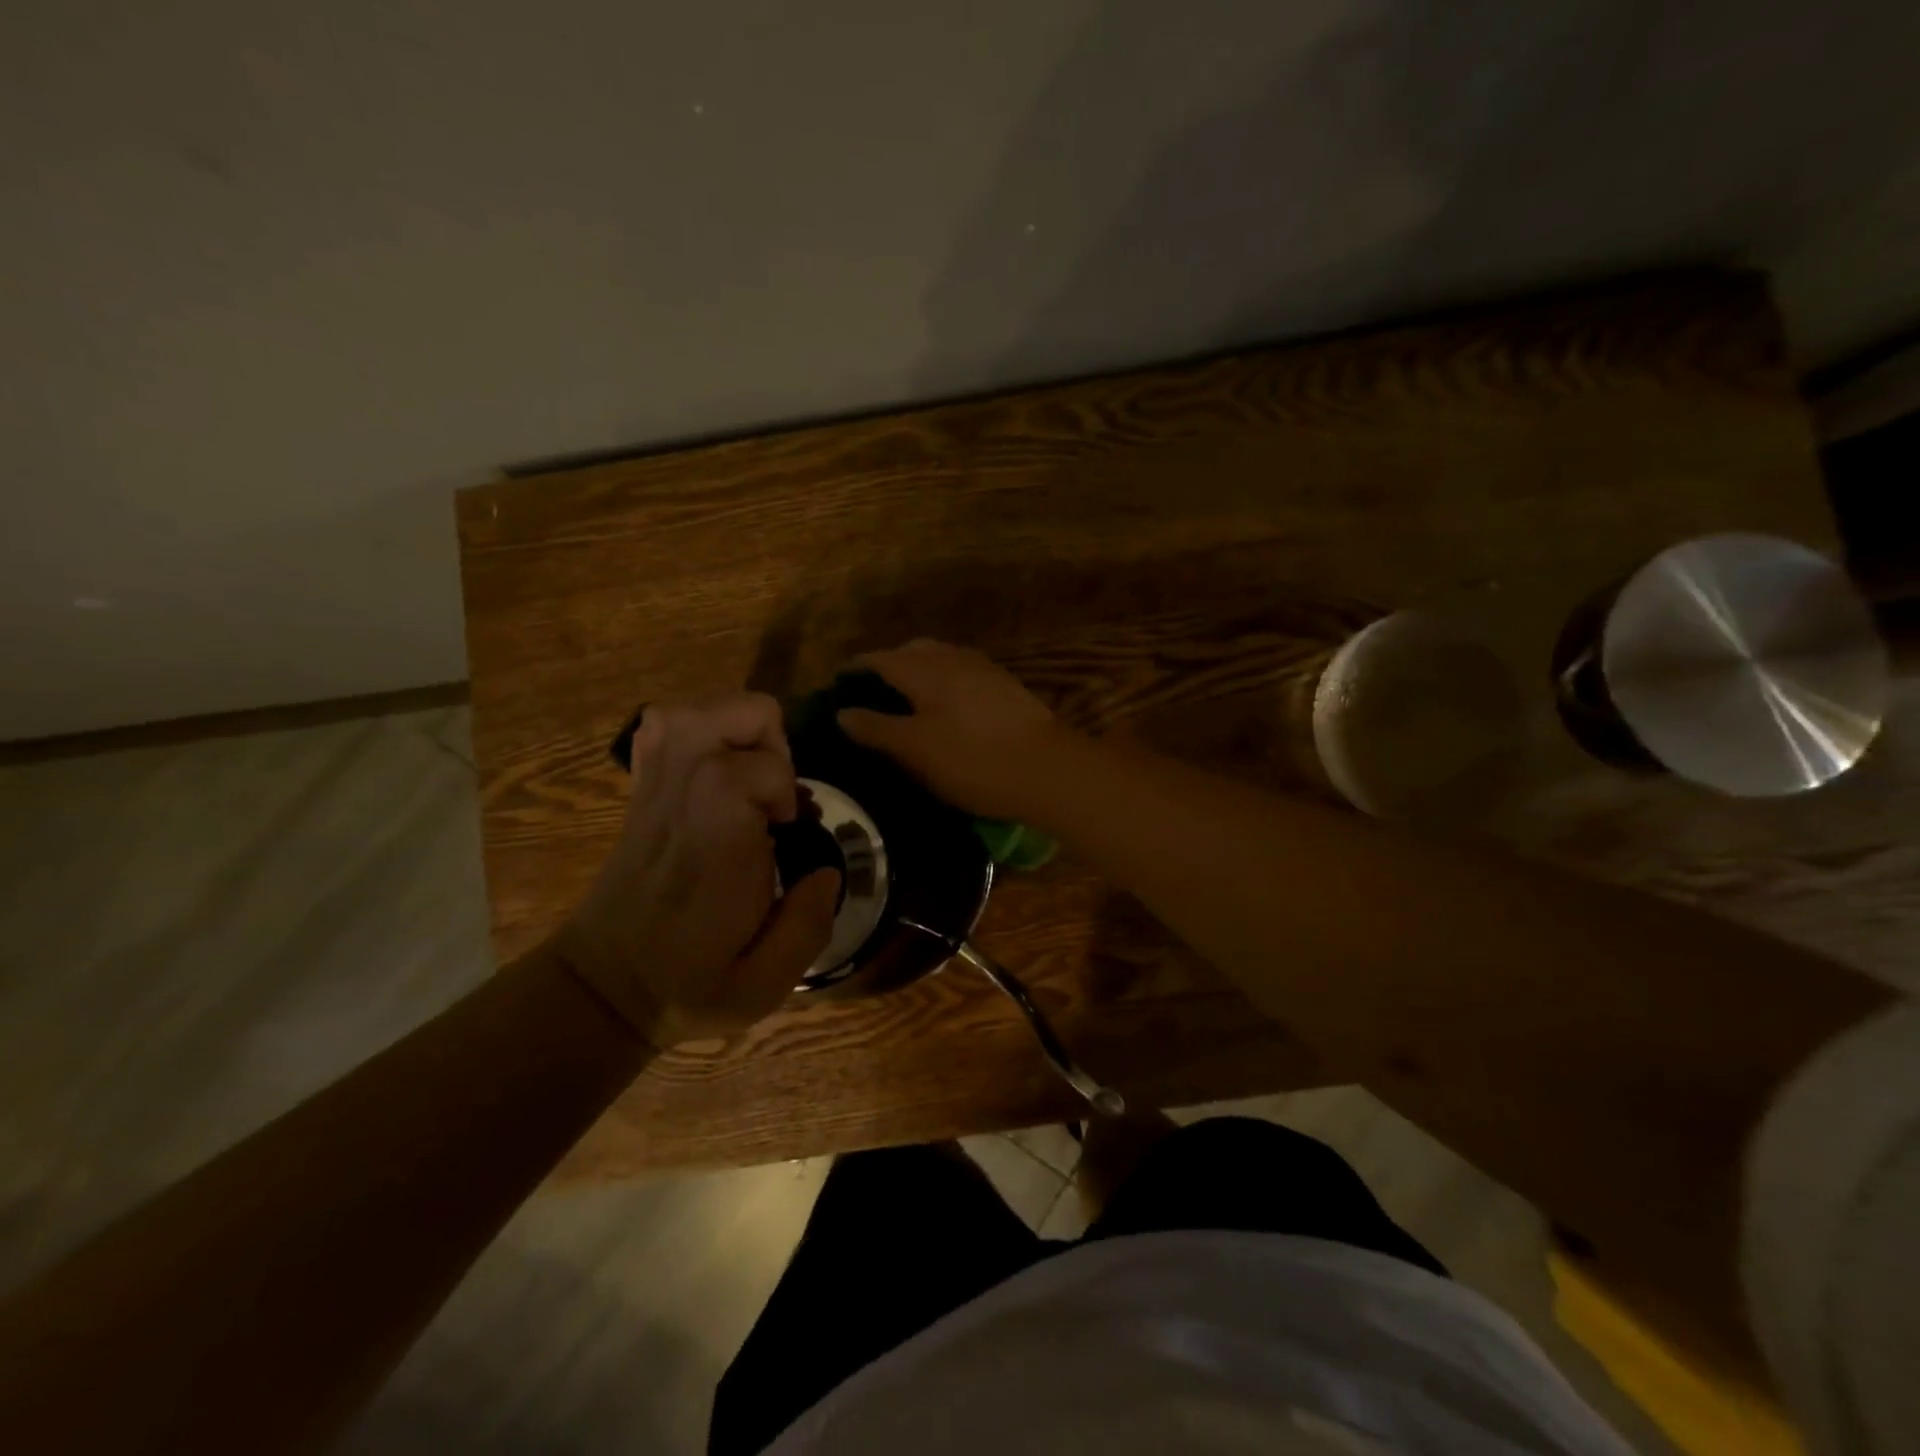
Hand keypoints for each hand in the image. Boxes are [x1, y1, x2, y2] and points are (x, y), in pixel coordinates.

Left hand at [552, 693, 839, 1047]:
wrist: (603, 987)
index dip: (785, 787)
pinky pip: (662, 725)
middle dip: (771, 742)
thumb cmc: (687, 985)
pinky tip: (715, 766)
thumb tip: (828, 872)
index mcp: (716, 842)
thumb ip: (809, 925)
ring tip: (751, 777)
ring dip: (739, 730)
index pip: (757, 768)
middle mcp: (682, 798)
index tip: (786, 829)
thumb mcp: (764, 985)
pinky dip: (699, 728)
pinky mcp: (641, 787)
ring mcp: (655, 786)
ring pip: (695, 708)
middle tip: (773, 795)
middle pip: (731, 712)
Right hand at [837, 640, 1066, 818]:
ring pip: (941, 659)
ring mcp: (984, 670)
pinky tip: (946, 708)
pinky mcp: (1006, 687)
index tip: (837, 684)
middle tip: (871, 692)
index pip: (879, 659)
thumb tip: (842, 711)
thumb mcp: (915, 749)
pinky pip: (962, 674)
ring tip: (906, 700)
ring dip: (919, 671)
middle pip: (912, 651)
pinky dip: (943, 682)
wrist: (1047, 769)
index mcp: (925, 669)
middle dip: (888, 665)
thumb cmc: (972, 760)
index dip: (855, 669)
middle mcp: (953, 658)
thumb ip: (876, 728)